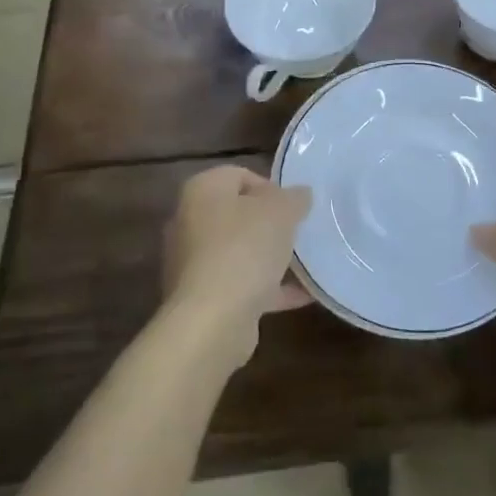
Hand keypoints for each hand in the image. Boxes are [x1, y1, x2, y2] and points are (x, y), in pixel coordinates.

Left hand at [163, 166, 312, 364]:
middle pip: (238, 214)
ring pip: (239, 251)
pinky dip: (268, 288)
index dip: (270, 187)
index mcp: (202, 191)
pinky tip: (302, 295)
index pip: (239, 175)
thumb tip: (300, 194)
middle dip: (270, 224)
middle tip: (299, 233)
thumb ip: (294, 198)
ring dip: (270, 257)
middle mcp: (189, 221)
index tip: (293, 207)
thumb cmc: (244, 249)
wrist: (212, 320)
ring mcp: (192, 263)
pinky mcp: (201, 298)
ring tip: (305, 264)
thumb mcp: (281, 211)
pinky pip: (240, 284)